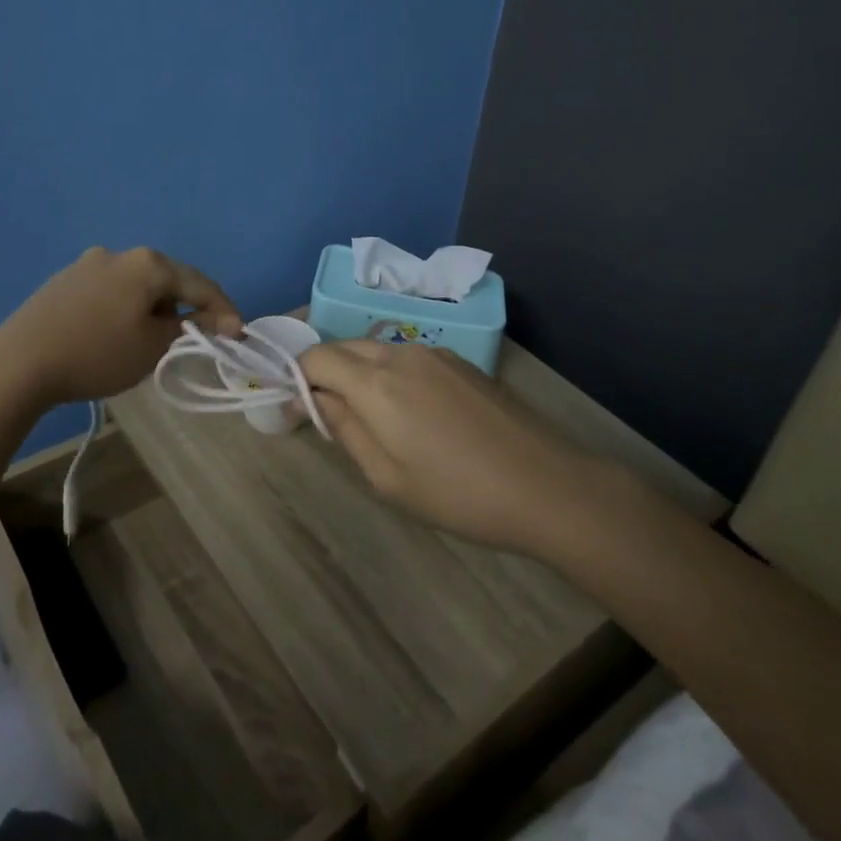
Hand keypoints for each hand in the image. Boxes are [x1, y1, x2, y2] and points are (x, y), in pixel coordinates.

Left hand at [0, 247, 240, 405]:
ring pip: (137, 284)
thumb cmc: (97, 354)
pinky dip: (125, 307)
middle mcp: (120, 253)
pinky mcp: (65, 280)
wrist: (19, 362)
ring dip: (154, 306)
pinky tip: (118, 331)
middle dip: (187, 305)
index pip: (200, 284)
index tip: (238, 332)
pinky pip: (110, 290)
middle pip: (168, 279)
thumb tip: (215, 320)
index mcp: (149, 264)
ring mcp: (88, 263)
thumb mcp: (152, 346)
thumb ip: (189, 328)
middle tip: (201, 333)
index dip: (223, 309)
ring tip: (157, 336)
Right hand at [297, 341, 597, 555]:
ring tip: (369, 416)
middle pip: (344, 347)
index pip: (316, 357)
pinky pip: (407, 356)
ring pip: (376, 348)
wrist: (545, 484)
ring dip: (358, 370)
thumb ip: (344, 430)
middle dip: (325, 372)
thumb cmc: (458, 493)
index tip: (295, 409)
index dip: (297, 377)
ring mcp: (434, 352)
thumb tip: (312, 400)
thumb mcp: (387, 477)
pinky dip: (390, 372)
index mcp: (375, 382)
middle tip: (327, 413)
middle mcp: (399, 353)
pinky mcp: (460, 361)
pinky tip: (411, 410)